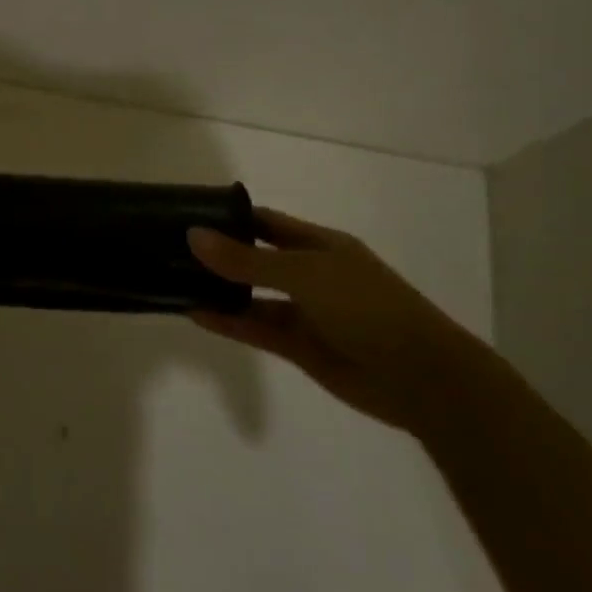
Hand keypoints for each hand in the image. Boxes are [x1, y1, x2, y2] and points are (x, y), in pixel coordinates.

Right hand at [185, 207, 492, 437]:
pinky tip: (196, 314)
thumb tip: (193, 235)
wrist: (420, 377)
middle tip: (170, 249)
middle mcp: (310, 274)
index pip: (266, 222)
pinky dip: (229, 322)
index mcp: (320, 245)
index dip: (229, 217)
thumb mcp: (303, 274)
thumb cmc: (366, 307)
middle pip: (255, 258)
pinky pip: (256, 328)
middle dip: (218, 254)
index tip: (187, 215)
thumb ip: (246, 259)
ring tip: (175, 281)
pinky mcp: (299, 346)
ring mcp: (305, 311)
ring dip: (220, 290)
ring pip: (253, 296)